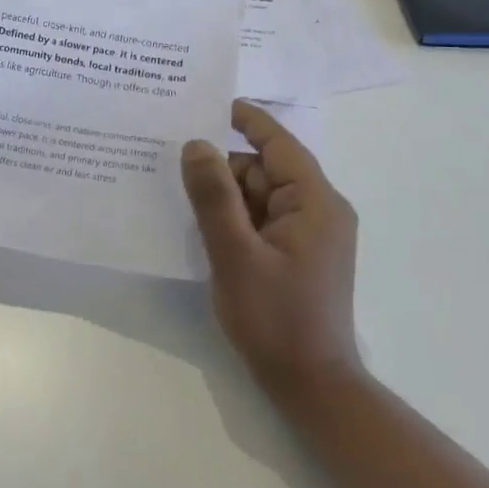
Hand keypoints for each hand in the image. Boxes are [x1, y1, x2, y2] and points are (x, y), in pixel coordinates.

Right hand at [181, 100, 361, 413]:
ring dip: (223, 193)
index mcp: (315, 202)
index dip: (246, 119)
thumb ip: (214, 196)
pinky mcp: (296, 253)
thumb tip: (196, 144)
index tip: (207, 100)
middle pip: (263, 169)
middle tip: (171, 156)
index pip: (279, 143)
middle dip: (222, 165)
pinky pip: (260, 218)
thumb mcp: (235, 253)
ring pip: (258, 194)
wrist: (312, 386)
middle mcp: (318, 210)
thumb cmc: (276, 319)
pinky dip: (232, 215)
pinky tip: (198, 220)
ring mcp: (308, 234)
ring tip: (175, 189)